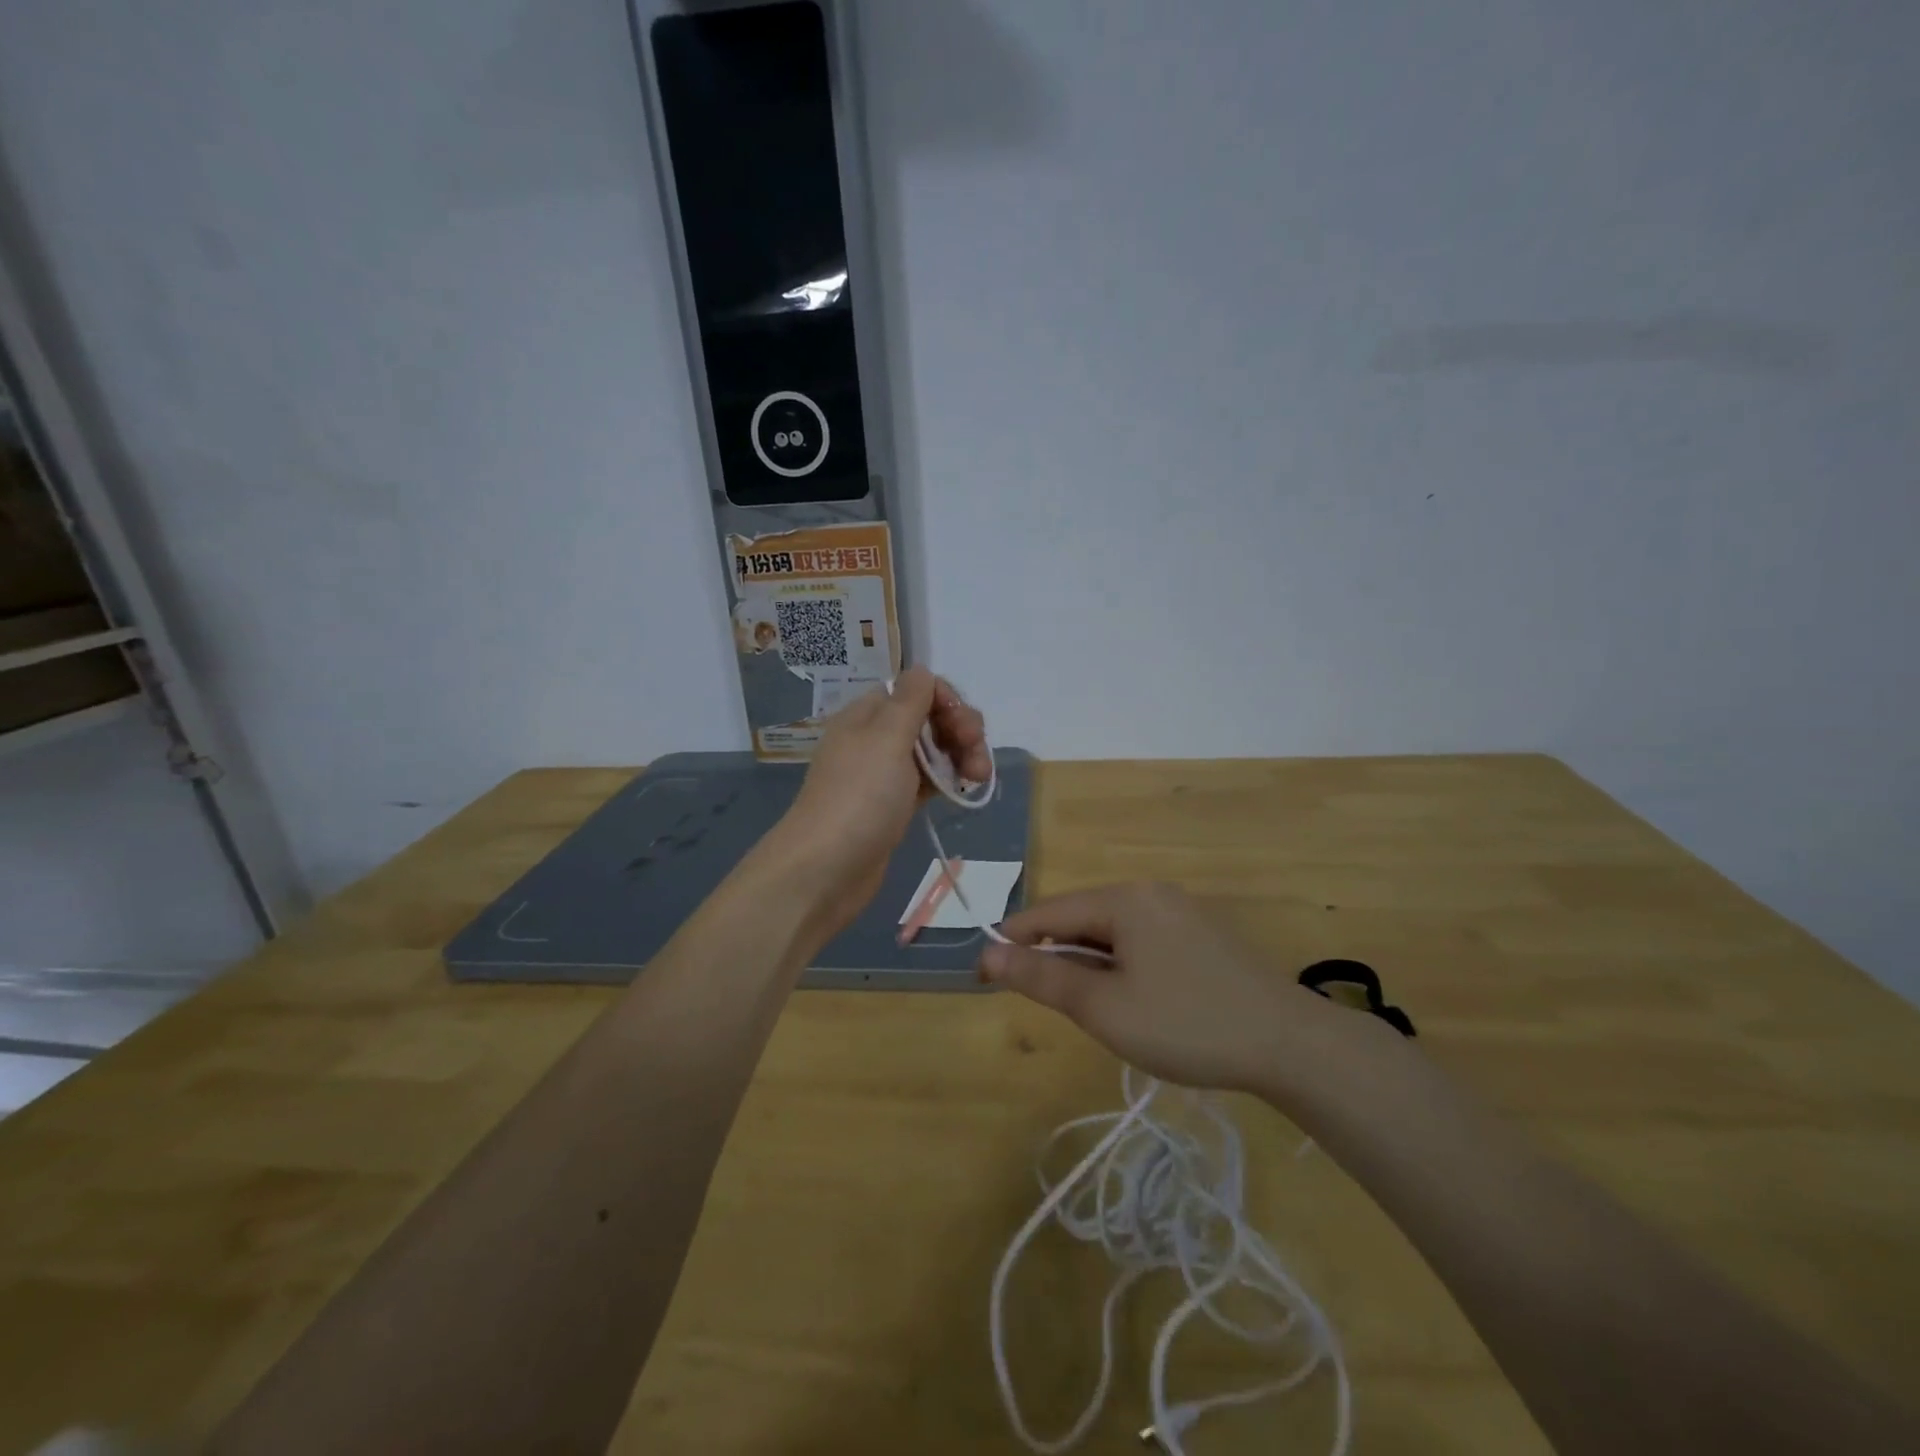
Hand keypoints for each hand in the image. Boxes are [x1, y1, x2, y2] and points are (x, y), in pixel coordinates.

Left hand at [762, 667, 988, 941]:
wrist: (826, 869)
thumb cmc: (859, 797)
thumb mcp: (886, 738)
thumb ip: (910, 700)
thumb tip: (921, 670)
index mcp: (868, 715)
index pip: (917, 689)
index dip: (947, 701)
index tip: (965, 726)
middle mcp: (875, 738)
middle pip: (929, 718)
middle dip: (960, 729)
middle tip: (978, 756)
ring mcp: (884, 774)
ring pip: (932, 751)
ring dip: (961, 756)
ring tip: (979, 778)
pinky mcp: (893, 805)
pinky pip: (928, 781)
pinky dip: (948, 780)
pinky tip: (964, 790)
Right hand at [978, 881, 1346, 1093]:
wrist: (1290, 1044)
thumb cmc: (1187, 1023)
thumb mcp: (1104, 1007)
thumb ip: (1043, 976)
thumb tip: (988, 953)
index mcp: (1124, 899)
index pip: (1049, 912)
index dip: (1011, 941)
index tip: (981, 972)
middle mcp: (1150, 893)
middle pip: (1082, 918)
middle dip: (1053, 954)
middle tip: (1038, 999)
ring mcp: (1181, 912)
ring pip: (1113, 932)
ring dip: (1088, 963)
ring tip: (1085, 1007)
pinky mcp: (1202, 936)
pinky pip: (1142, 941)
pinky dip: (1120, 965)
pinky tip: (1130, 1000)